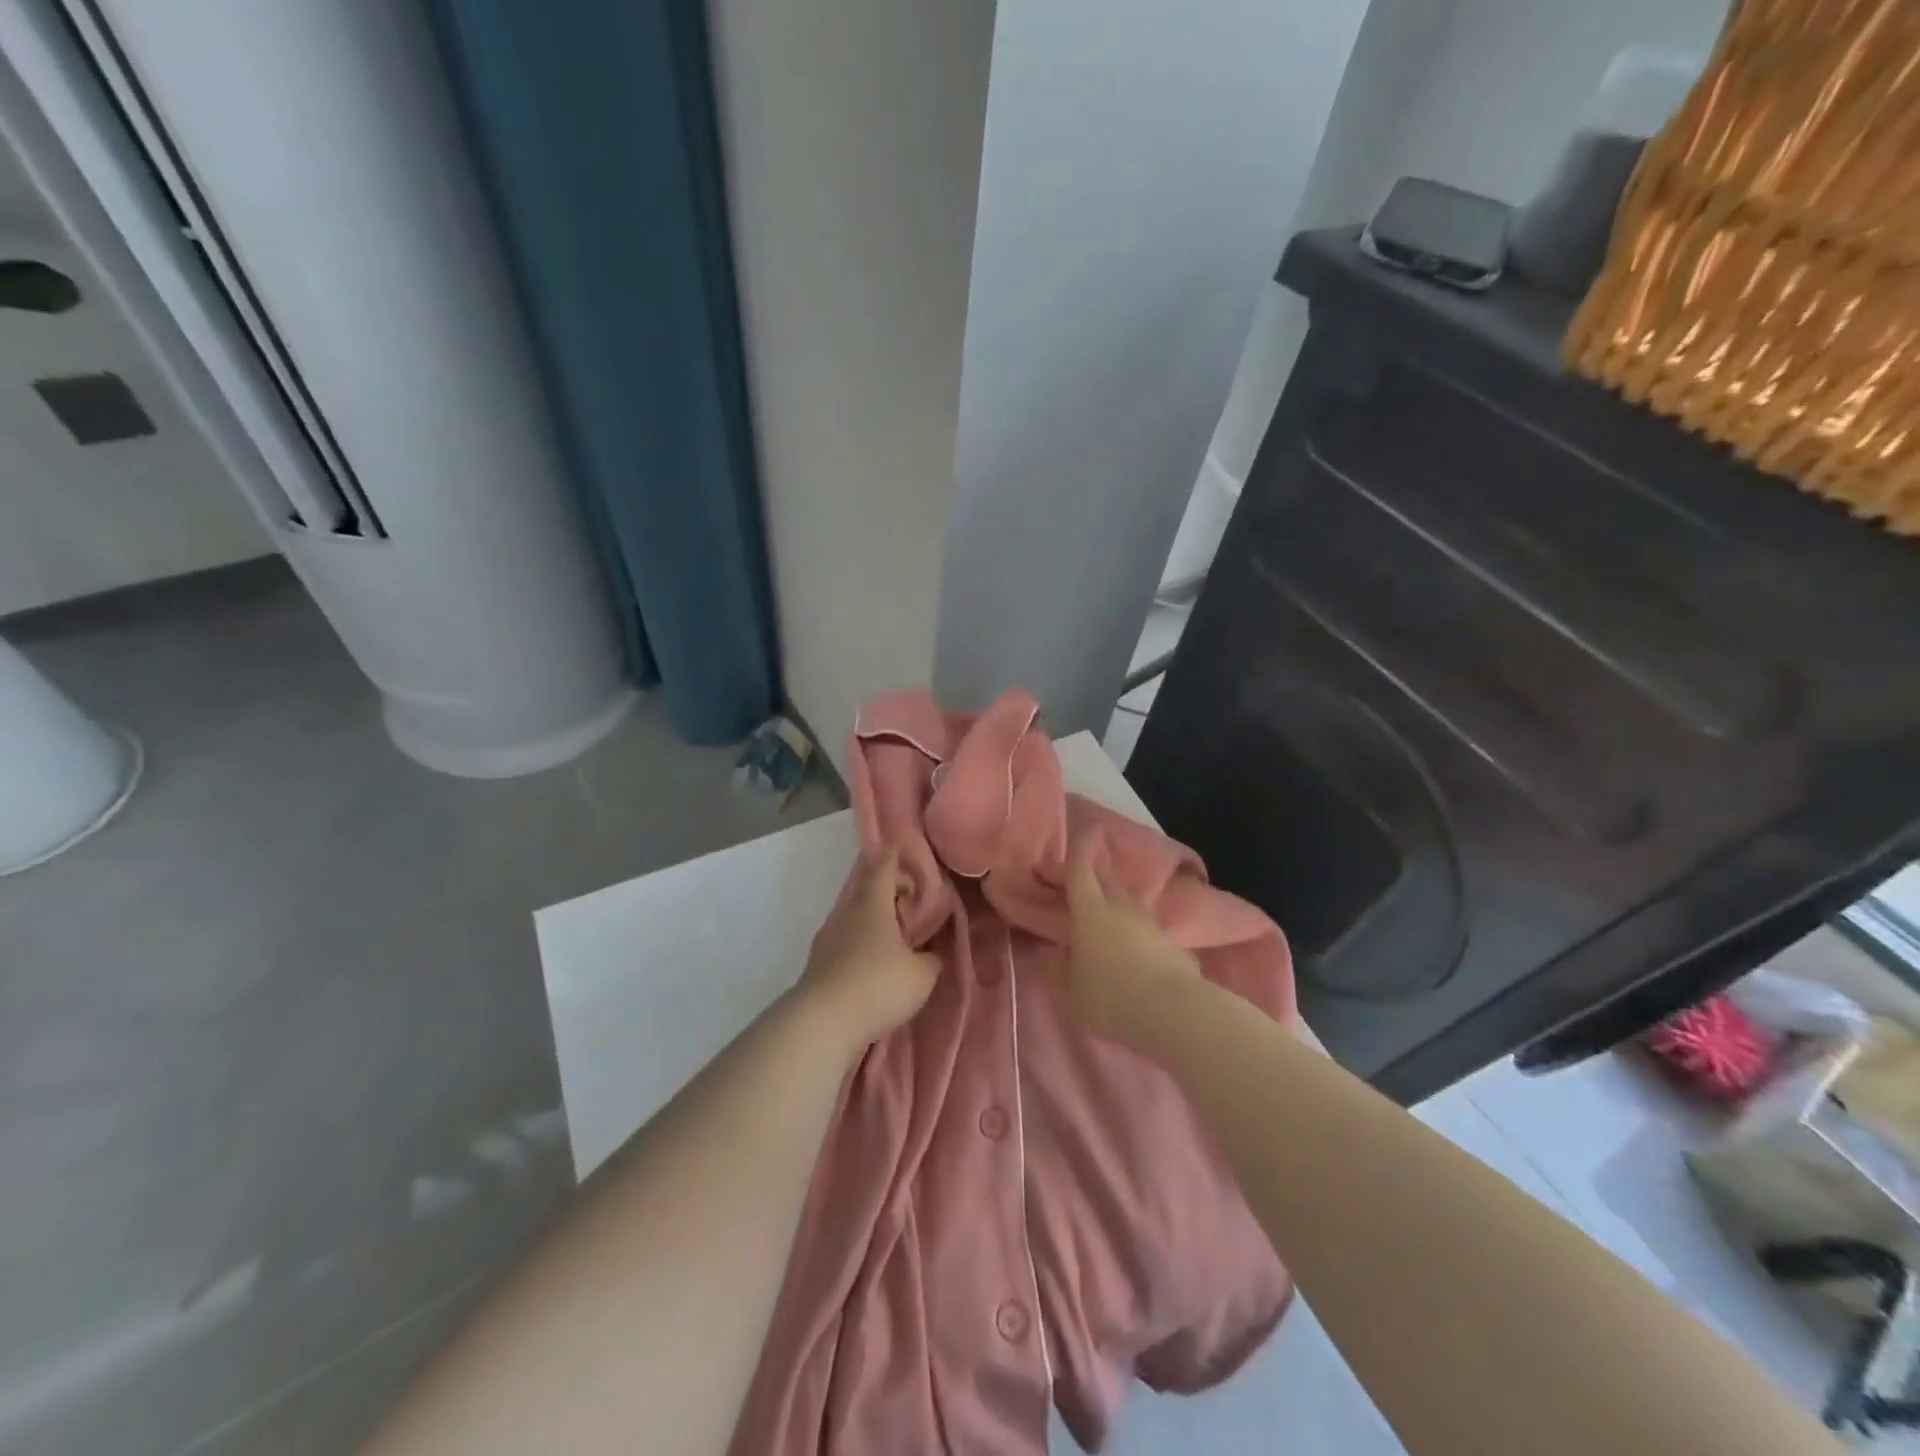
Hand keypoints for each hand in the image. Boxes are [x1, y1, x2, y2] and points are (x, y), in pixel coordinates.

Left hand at [793, 849, 938, 1054]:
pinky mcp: (818, 968)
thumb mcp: (921, 975)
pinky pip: (845, 945)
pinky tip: (874, 966)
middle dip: (887, 893)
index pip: (882, 868)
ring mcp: (827, 942)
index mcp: (872, 905)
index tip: (901, 851)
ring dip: (874, 923)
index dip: (893, 859)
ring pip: (854, 920)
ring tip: (895, 938)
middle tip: (909, 901)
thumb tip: (927, 955)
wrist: (821, 1024)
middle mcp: (846, 916)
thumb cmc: (877, 985)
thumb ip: (929, 960)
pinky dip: (862, 947)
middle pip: (866, 893)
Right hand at [1064, 852, 1199, 1044]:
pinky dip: (1136, 934)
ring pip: (1128, 905)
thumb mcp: (1071, 990)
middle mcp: (1120, 907)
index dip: (1080, 849)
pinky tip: (1133, 953)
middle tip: (1085, 880)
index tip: (1083, 830)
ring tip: (1107, 922)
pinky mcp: (1172, 943)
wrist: (1174, 1011)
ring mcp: (1149, 923)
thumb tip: (1057, 953)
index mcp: (1089, 910)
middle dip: (1096, 876)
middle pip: (1106, 882)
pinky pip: (1146, 930)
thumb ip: (1060, 969)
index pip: (1081, 870)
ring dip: (1116, 908)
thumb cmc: (1110, 996)